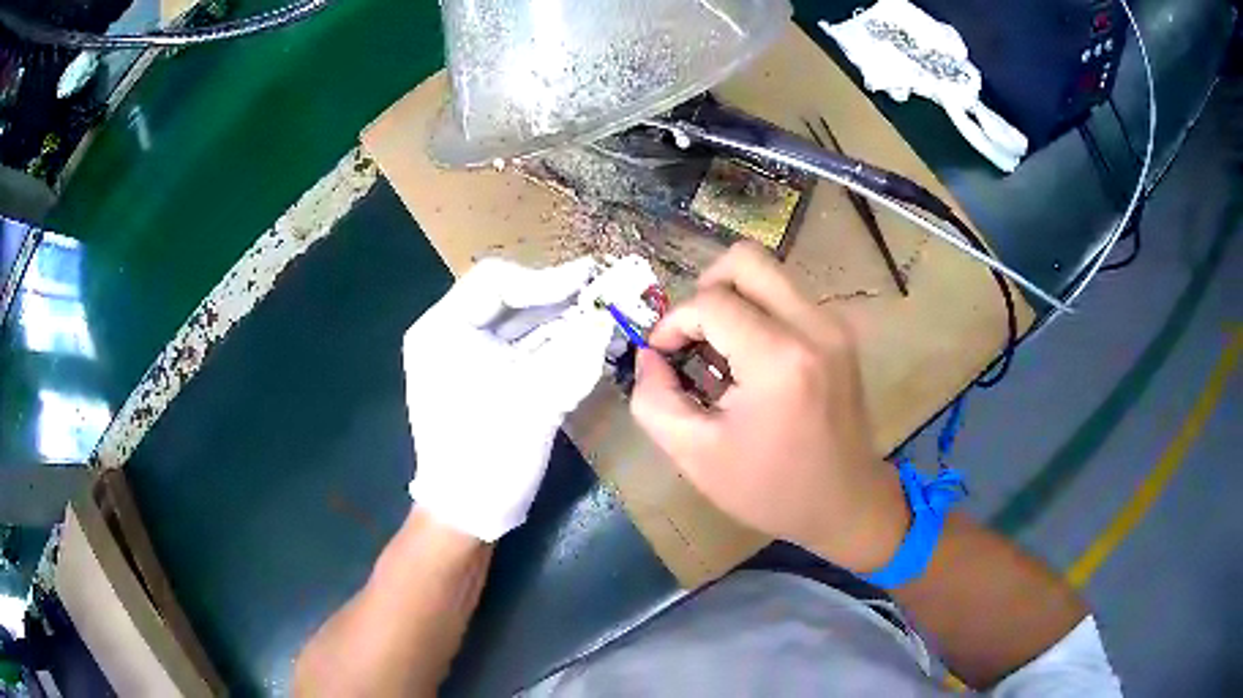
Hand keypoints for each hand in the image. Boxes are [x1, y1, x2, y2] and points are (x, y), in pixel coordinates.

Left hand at [404, 257, 614, 541]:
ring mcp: (467, 358)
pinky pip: (522, 350)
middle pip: (509, 300)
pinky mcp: (486, 380)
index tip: (590, 282)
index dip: (546, 280)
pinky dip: (555, 344)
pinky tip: (587, 342)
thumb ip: (574, 353)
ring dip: (562, 319)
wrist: (468, 514)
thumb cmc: (487, 455)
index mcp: (442, 330)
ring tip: (603, 315)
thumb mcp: (533, 401)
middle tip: (605, 294)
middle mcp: (450, 335)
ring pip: (519, 324)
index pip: (495, 282)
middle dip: (559, 298)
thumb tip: (607, 317)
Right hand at [630, 243, 908, 572]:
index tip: (663, 359)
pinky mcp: (839, 333)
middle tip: (692, 337)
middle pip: (745, 260)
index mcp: (780, 359)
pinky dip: (756, 315)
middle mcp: (813, 326)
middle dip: (704, 290)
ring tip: (720, 356)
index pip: (710, 302)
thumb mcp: (695, 456)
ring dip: (731, 303)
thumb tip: (649, 355)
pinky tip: (749, 363)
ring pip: (767, 275)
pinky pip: (786, 297)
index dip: (673, 324)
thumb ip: (654, 399)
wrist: (845, 503)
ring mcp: (833, 325)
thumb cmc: (770, 489)